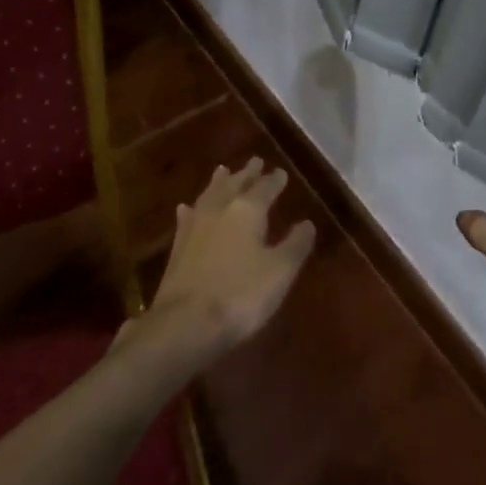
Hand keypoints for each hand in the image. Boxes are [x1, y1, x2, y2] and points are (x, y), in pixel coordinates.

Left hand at [147, 157, 315, 360]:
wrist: (185, 323)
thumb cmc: (240, 295)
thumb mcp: (280, 271)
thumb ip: (295, 245)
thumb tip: (308, 223)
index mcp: (247, 210)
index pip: (265, 188)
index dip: (275, 180)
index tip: (281, 172)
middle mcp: (219, 209)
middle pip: (235, 184)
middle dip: (247, 173)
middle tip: (255, 161)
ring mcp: (195, 226)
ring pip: (209, 195)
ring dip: (219, 182)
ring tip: (223, 170)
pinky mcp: (177, 247)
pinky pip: (188, 217)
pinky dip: (192, 209)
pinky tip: (187, 208)